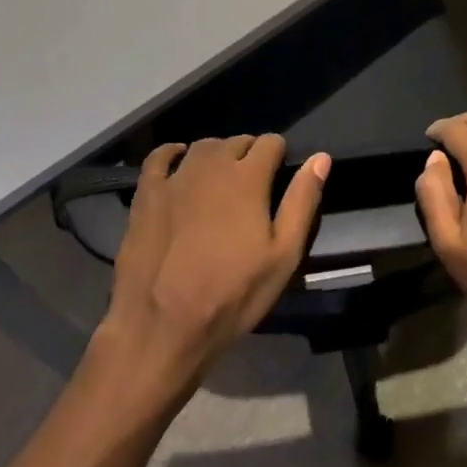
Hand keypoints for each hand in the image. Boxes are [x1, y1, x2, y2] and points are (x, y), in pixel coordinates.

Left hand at [97, 135, 329, 404]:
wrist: (162, 325)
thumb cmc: (232, 294)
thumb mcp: (283, 256)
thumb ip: (302, 201)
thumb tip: (320, 158)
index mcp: (248, 178)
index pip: (270, 143)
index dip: (279, 155)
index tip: (280, 174)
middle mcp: (211, 166)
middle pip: (236, 142)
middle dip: (249, 154)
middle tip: (254, 185)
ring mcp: (174, 178)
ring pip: (202, 147)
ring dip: (217, 154)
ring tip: (221, 179)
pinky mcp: (145, 194)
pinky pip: (159, 157)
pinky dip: (173, 153)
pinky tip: (179, 163)